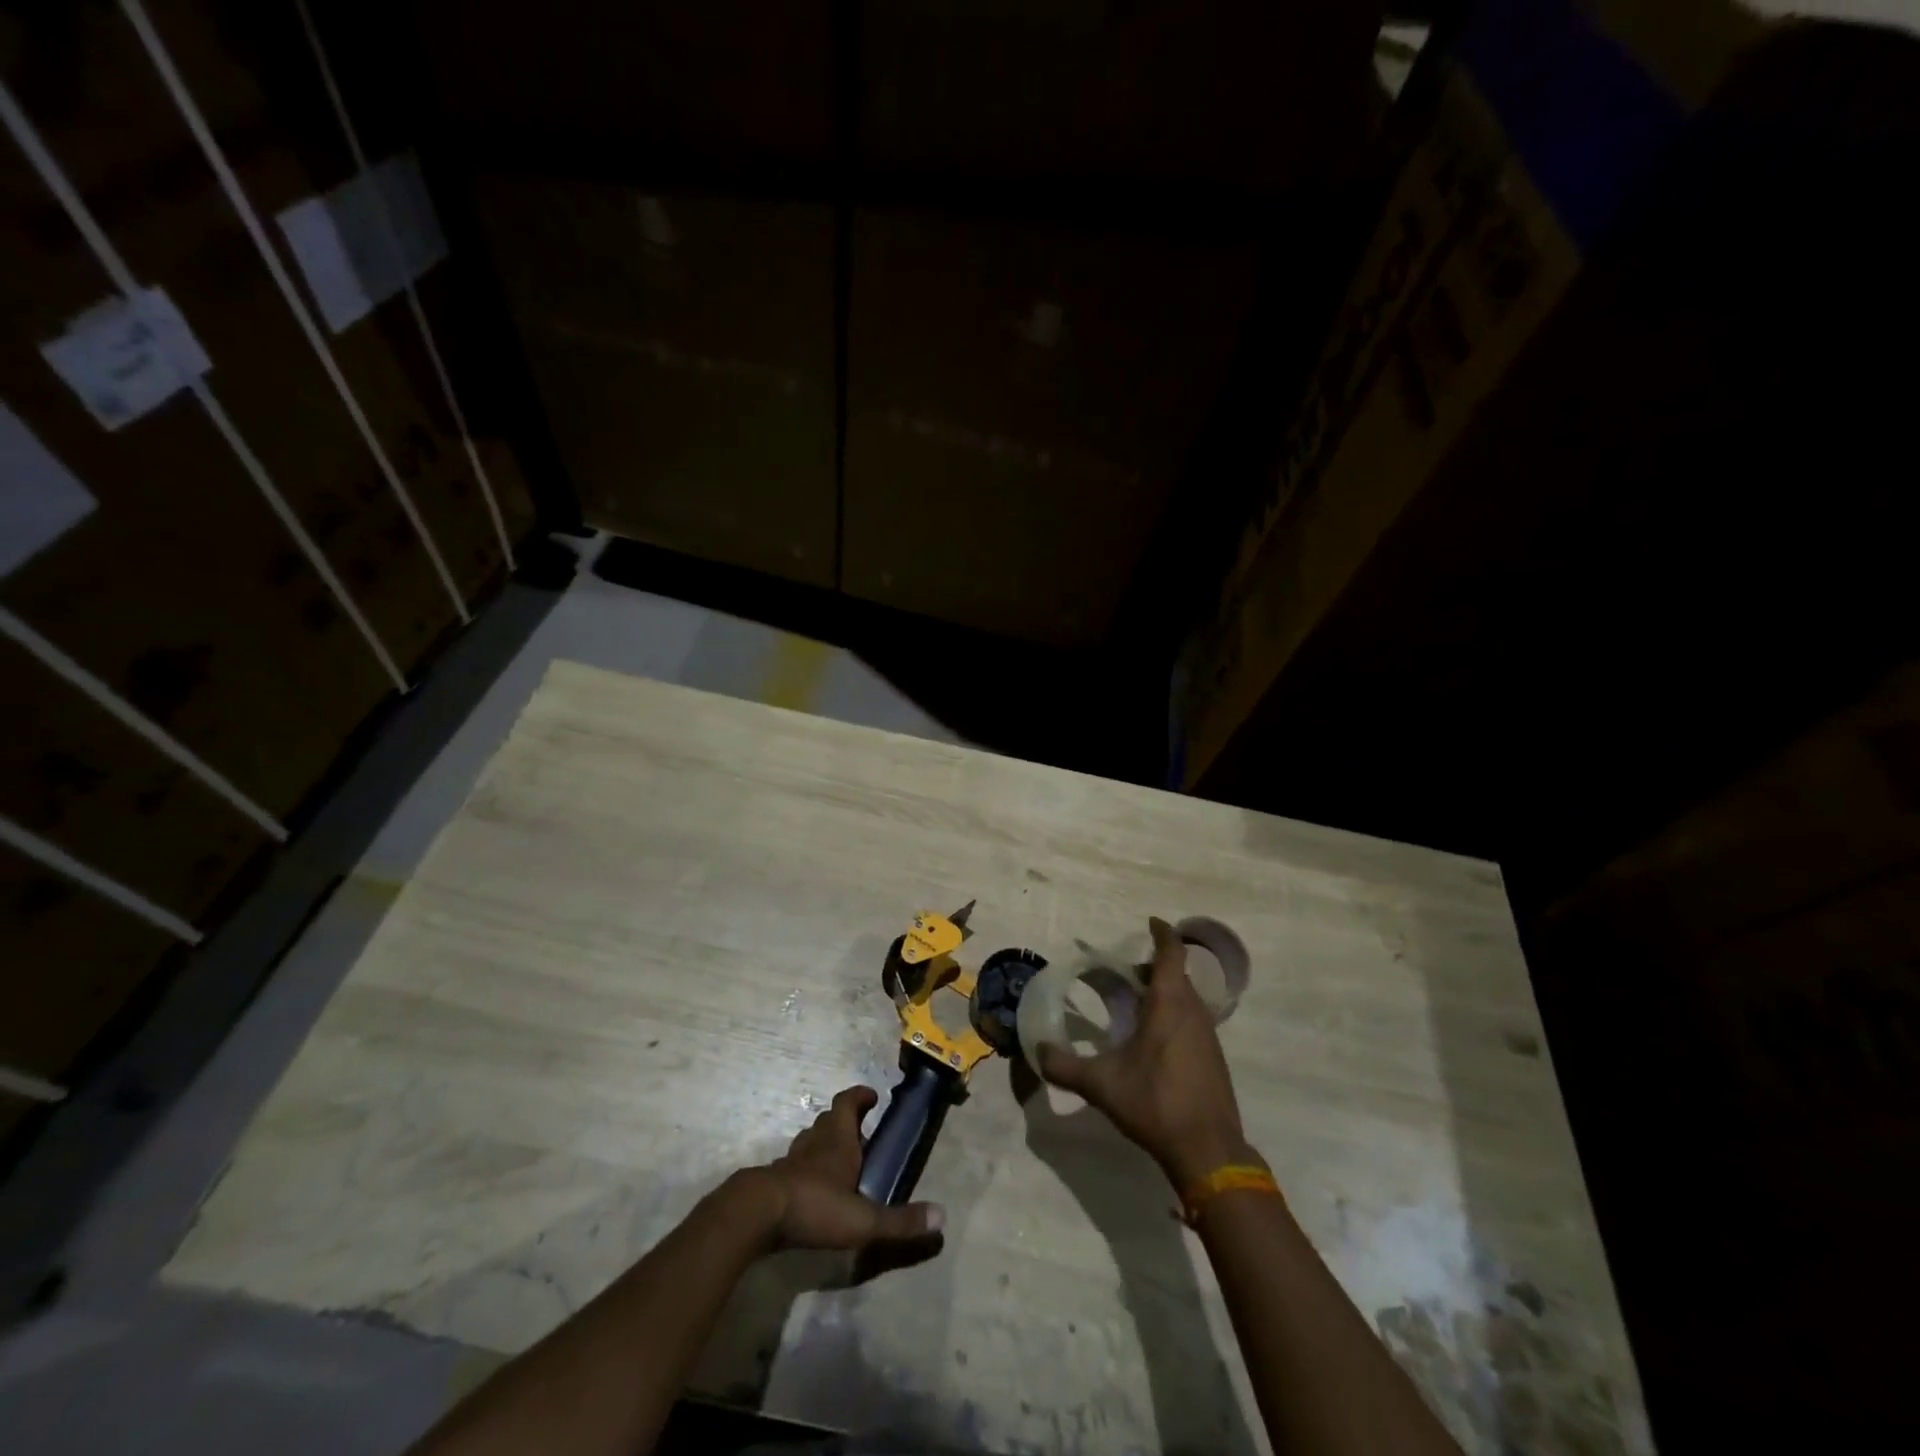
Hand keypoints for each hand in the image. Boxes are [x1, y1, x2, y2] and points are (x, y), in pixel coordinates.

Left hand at [737, 1086, 944, 1252]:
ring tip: (839, 1162)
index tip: (872, 1097)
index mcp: (838, 1140)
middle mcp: (814, 1142)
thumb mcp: (863, 1219)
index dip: (860, 1096)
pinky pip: (794, 1166)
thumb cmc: (814, 1206)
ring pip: (809, 1141)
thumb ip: (900, 1221)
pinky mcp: (774, 1182)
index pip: (848, 1103)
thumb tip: (942, 1217)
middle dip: (845, 1121)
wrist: (756, 1215)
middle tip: (861, 1134)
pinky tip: (812, 1192)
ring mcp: (791, 1161)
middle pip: (828, 1120)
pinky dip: (806, 1170)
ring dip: (824, 1144)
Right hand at [1037, 917, 1255, 1188]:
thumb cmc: (1155, 1104)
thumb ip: (1064, 1066)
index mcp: (1169, 1005)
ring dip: (1165, 993)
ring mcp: (1208, 1036)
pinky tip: (1154, 1042)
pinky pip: (1193, 1021)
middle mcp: (1193, 1012)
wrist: (1209, 1151)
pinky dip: (1174, 1016)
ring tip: (1136, 1006)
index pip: (1171, 954)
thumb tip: (1037, 1050)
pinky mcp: (1214, 1059)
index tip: (1151, 922)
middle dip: (1153, 967)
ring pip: (1187, 999)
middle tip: (1125, 973)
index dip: (1162, 934)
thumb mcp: (1101, 1085)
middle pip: (1177, 975)